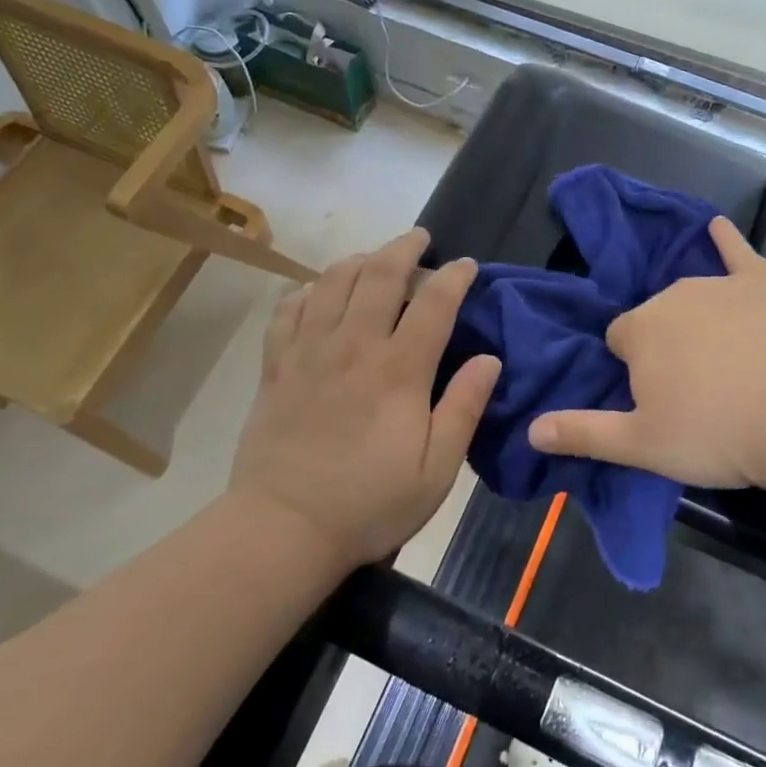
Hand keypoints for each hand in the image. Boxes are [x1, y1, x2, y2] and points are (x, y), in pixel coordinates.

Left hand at [229, 229, 500, 568]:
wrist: (283, 528)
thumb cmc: (369, 504)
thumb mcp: (436, 470)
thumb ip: (464, 408)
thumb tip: (489, 358)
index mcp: (398, 371)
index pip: (433, 303)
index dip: (454, 276)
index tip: (467, 265)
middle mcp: (353, 347)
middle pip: (379, 275)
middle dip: (404, 247)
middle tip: (419, 238)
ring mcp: (309, 352)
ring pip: (332, 282)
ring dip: (358, 260)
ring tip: (374, 259)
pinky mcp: (276, 366)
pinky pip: (288, 309)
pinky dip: (308, 290)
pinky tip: (318, 293)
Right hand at [528, 218, 765, 498]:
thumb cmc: (719, 434)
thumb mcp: (643, 446)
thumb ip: (584, 434)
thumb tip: (532, 430)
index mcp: (640, 330)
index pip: (620, 340)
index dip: (635, 370)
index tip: (658, 399)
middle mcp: (673, 295)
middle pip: (657, 317)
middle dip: (667, 346)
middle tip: (696, 391)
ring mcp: (721, 283)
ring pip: (693, 296)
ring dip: (698, 319)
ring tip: (727, 361)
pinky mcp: (765, 280)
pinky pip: (737, 252)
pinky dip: (726, 241)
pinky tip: (718, 228)